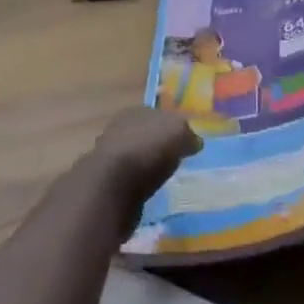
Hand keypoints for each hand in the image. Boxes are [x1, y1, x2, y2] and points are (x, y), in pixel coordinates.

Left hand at [87, 107, 201, 216]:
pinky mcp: (109, 184)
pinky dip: (141, 184)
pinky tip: (151, 191)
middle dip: (159, 145)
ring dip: (149, 166)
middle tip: (178, 159)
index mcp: (136, 111)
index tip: (186, 141)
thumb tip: (194, 141)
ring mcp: (112, 157)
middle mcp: (121, 129)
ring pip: (138, 157)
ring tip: (167, 177)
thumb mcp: (177, 131)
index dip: (173, 126)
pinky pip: (132, 180)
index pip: (158, 114)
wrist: (111, 186)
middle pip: (146, 135)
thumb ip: (188, 133)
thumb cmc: (146, 149)